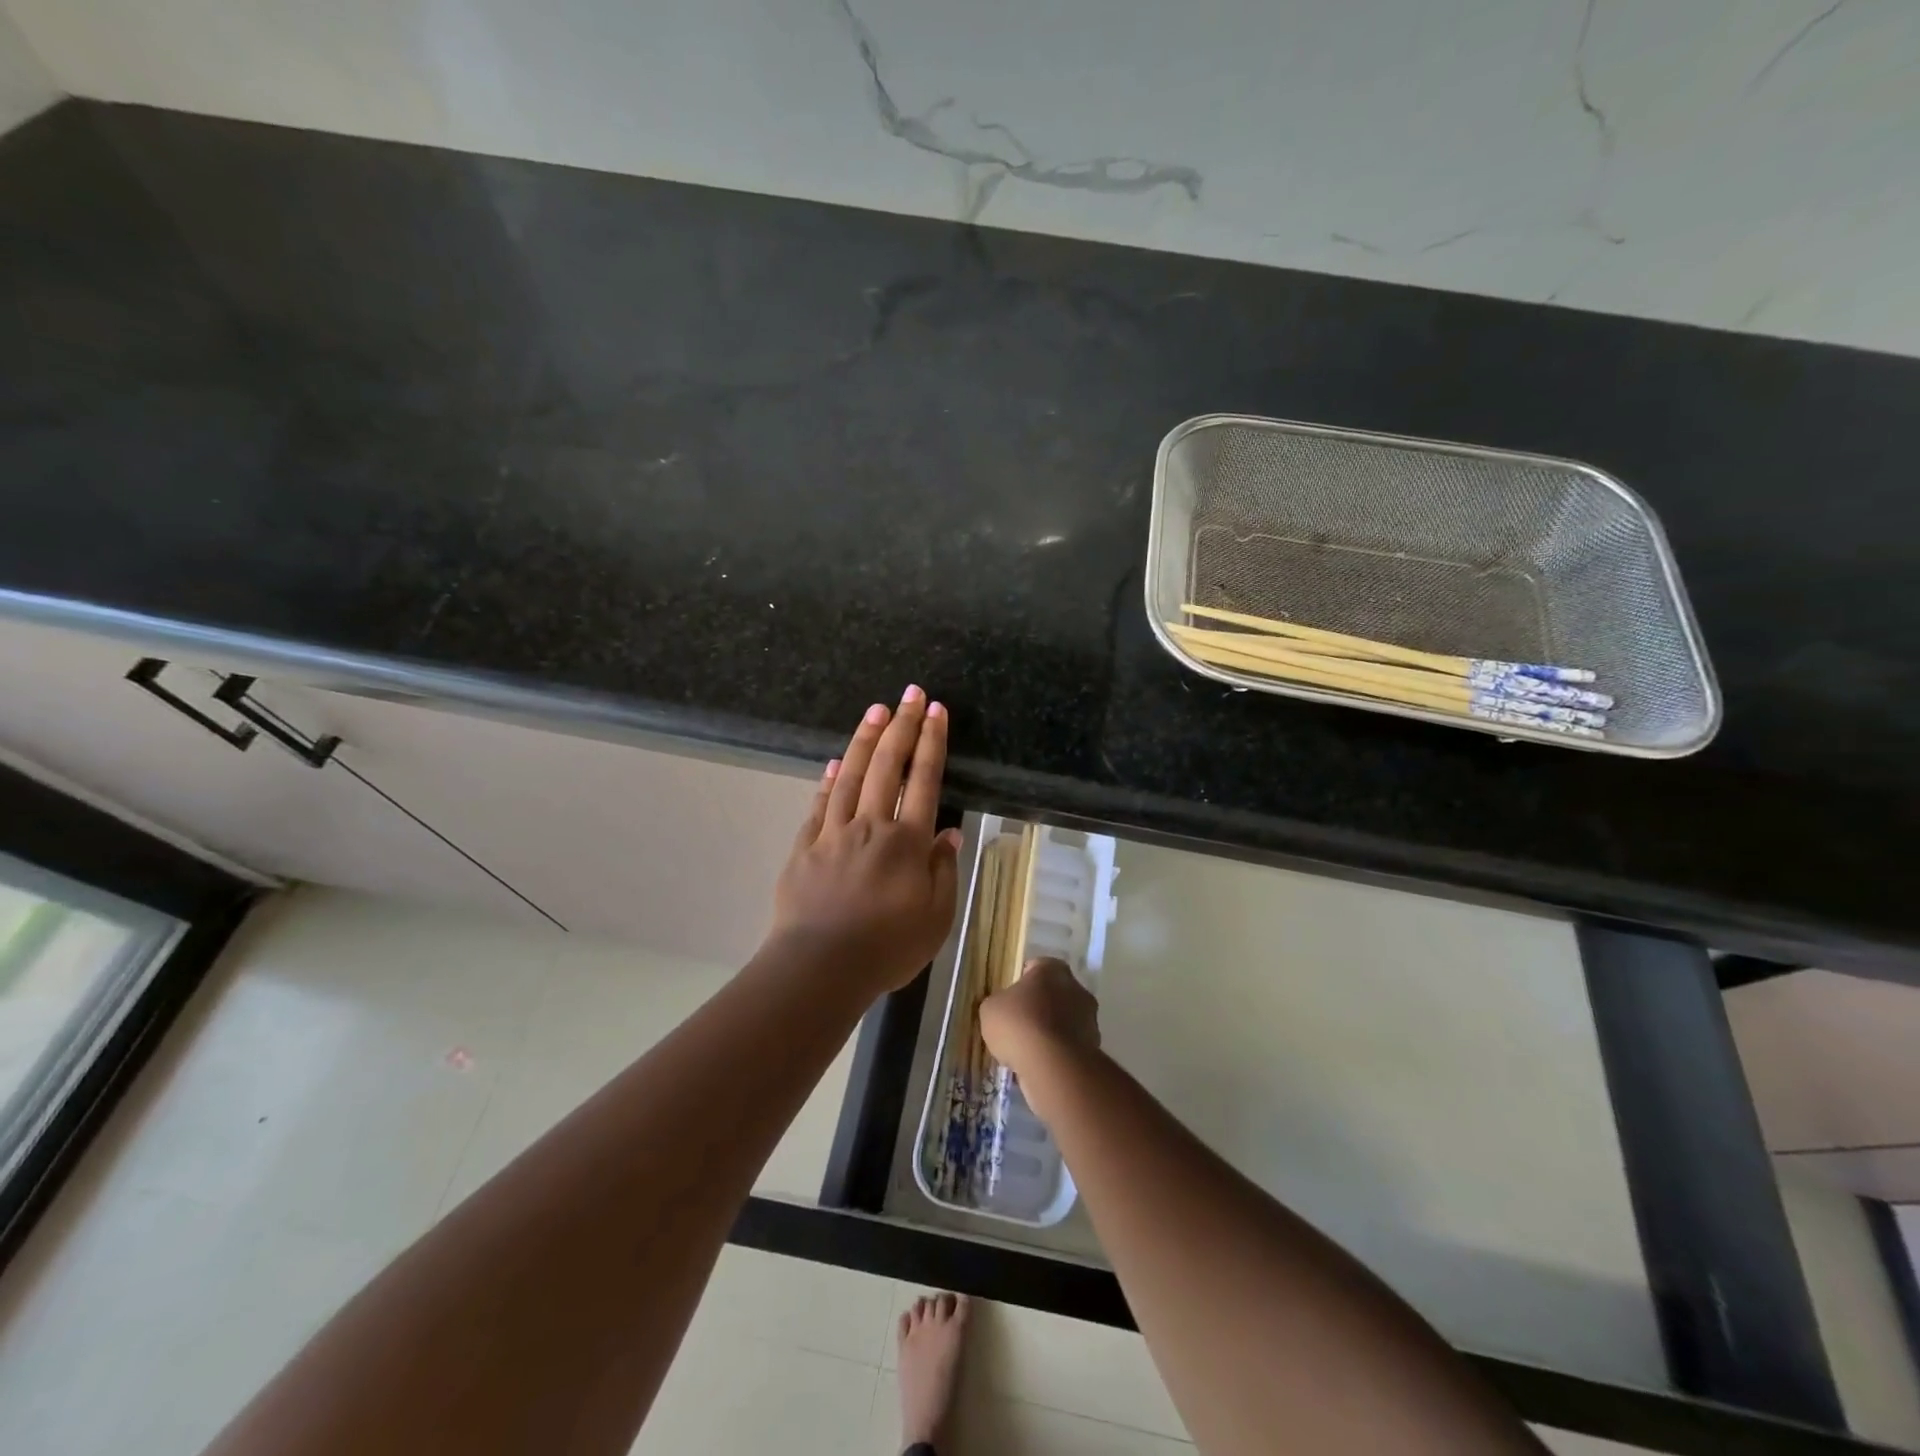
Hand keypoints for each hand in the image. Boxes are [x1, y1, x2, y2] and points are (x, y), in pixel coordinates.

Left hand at [770, 686, 963, 993]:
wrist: (819, 968)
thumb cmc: (887, 949)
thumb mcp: (936, 918)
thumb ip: (943, 871)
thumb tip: (948, 833)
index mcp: (907, 842)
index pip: (924, 780)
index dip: (931, 742)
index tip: (936, 711)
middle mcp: (870, 826)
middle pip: (887, 766)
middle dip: (901, 726)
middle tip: (910, 694)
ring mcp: (833, 833)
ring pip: (851, 775)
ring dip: (866, 740)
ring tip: (876, 710)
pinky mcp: (805, 847)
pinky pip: (819, 804)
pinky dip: (829, 779)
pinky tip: (835, 762)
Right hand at [980, 957, 1100, 1080]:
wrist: (1051, 1065)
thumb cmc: (1018, 1024)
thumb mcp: (991, 1008)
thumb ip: (999, 1003)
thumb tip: (1004, 1009)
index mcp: (1052, 969)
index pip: (1035, 968)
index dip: (1021, 983)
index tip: (1010, 1000)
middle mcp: (1076, 987)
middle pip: (1054, 994)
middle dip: (1039, 1007)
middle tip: (1018, 1025)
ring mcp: (1089, 1019)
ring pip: (1064, 1021)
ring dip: (1051, 1031)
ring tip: (1028, 1050)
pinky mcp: (1094, 1047)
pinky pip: (1069, 1046)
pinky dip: (1058, 1053)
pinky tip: (1041, 1064)